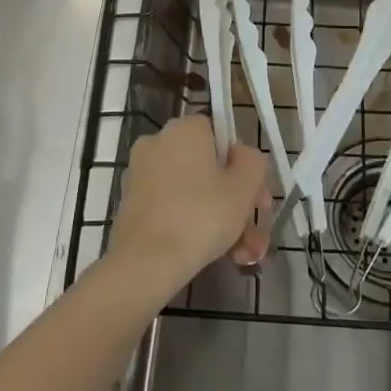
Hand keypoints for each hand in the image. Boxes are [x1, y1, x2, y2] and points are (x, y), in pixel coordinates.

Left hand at [110, 116, 273, 284]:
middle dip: (238, 203)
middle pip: (209, 168)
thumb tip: (243, 157)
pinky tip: (219, 256)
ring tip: (243, 255)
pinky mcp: (132, 204)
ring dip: (222, 221)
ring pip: (194, 192)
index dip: (244, 166)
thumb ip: (253, 162)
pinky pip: (173, 207)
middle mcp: (158, 143)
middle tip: (256, 235)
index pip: (222, 135)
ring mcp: (142, 174)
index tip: (257, 198)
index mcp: (184, 129)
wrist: (146, 261)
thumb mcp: (244, 187)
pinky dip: (194, 226)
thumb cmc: (201, 216)